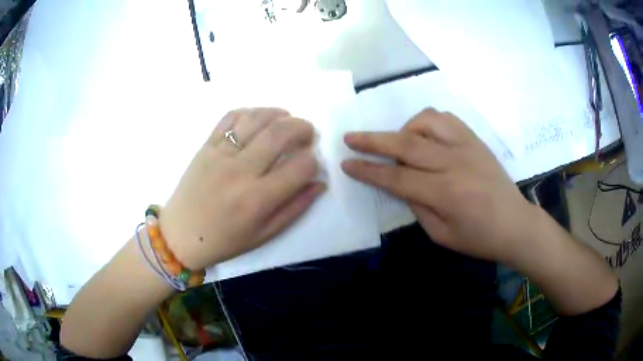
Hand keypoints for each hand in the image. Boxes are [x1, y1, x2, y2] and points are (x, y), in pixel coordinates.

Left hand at [159, 108, 324, 269]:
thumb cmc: (224, 240)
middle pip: (280, 133)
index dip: (313, 162)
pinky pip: (230, 117)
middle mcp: (240, 171)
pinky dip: (250, 111)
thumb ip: (295, 208)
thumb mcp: (264, 235)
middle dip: (303, 128)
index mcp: (257, 199)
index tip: (311, 165)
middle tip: (308, 134)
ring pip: (257, 118)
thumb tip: (319, 183)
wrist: (181, 234)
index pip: (300, 167)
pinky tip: (258, 118)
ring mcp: (220, 154)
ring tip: (287, 120)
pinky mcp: (206, 145)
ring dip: (280, 114)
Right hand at [341, 108, 535, 262]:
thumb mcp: (442, 235)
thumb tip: (401, 183)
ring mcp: (467, 146)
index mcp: (445, 194)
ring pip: (426, 121)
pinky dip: (428, 121)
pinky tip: (425, 134)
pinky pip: (446, 118)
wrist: (516, 224)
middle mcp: (454, 163)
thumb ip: (418, 206)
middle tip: (350, 137)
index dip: (369, 171)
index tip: (347, 164)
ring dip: (404, 128)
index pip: (397, 177)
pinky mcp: (475, 140)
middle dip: (372, 141)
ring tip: (398, 141)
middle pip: (405, 144)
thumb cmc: (479, 239)